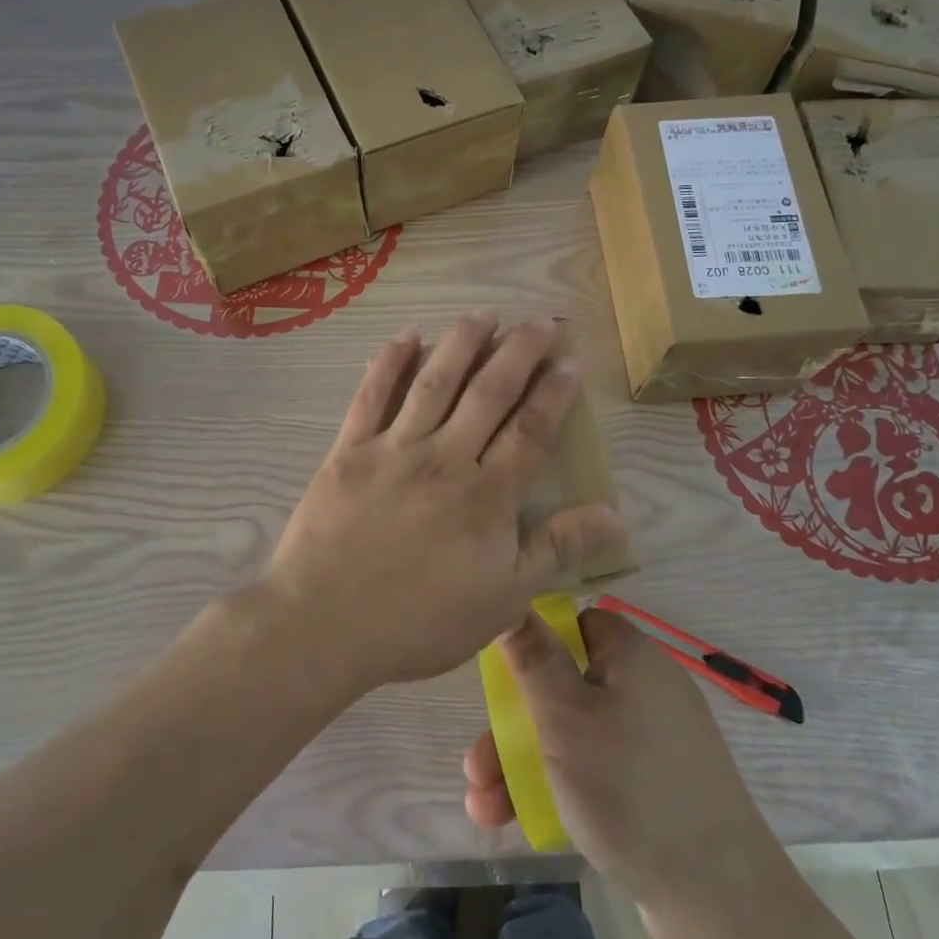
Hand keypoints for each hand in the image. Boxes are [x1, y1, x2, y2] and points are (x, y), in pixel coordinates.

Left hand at [264, 314, 620, 690]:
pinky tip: (406, 337)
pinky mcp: (350, 450)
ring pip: (435, 381)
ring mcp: (394, 449)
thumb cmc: (420, 621)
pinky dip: (389, 363)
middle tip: (539, 321)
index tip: (572, 360)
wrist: (325, 625)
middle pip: (489, 391)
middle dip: (519, 351)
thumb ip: (556, 549)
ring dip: (462, 342)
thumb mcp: (502, 598)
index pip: (531, 429)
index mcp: (487, 494)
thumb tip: (613, 513)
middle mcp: (446, 457)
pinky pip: (371, 395)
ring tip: (485, 314)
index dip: (555, 391)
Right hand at [463, 608, 791, 919]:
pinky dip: (558, 786)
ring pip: (573, 734)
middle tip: (474, 766)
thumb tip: (514, 600)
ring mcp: (653, 739)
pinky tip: (517, 819)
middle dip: (511, 727)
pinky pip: (596, 769)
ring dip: (522, 764)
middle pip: (563, 687)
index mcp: (630, 654)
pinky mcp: (656, 785)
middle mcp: (644, 686)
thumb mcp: (564, 715)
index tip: (500, 675)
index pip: (573, 624)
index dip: (533, 643)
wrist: (718, 896)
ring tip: (481, 808)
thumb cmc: (627, 785)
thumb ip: (532, 657)